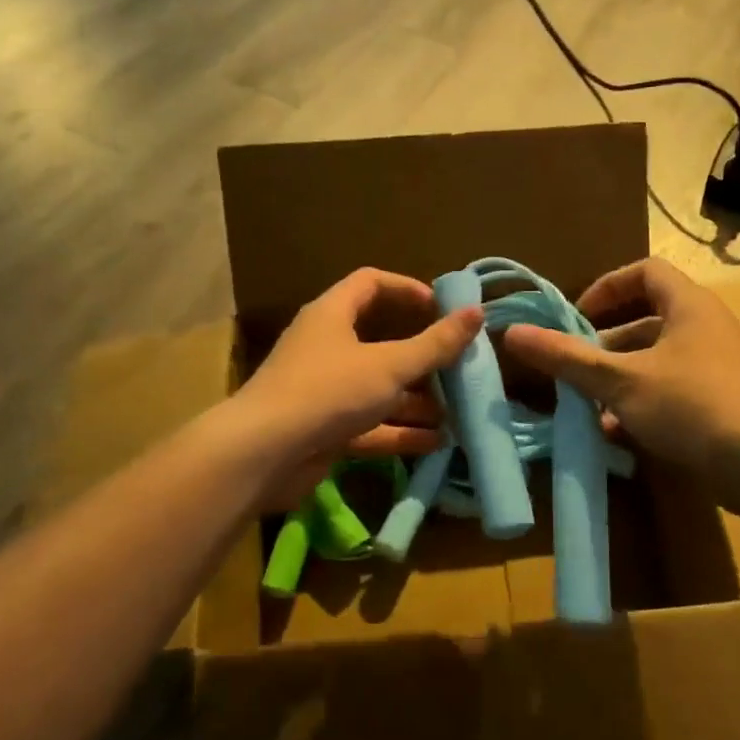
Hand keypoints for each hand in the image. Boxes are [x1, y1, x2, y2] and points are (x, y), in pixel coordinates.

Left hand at [233, 267, 481, 506]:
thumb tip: (476, 313)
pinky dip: (399, 431)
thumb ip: (435, 344)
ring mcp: (324, 390)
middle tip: (457, 366)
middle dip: (421, 356)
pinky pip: (369, 424)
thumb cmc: (328, 392)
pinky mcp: (324, 428)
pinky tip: (436, 442)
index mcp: (332, 315)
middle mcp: (326, 347)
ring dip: (415, 399)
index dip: (407, 289)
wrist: (262, 455)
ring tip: (456, 411)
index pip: (371, 283)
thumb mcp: (389, 366)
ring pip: (377, 387)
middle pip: (380, 340)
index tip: (442, 307)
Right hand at [502, 258, 739, 507]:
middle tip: (577, 362)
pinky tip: (616, 431)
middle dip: (606, 341)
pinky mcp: (722, 400)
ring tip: (588, 402)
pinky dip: (642, 400)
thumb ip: (567, 358)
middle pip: (648, 317)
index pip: (645, 271)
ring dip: (620, 376)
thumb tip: (513, 333)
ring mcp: (718, 365)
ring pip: (657, 358)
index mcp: (689, 305)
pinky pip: (673, 387)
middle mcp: (707, 327)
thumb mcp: (619, 381)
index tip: (577, 316)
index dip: (607, 287)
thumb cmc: (689, 405)